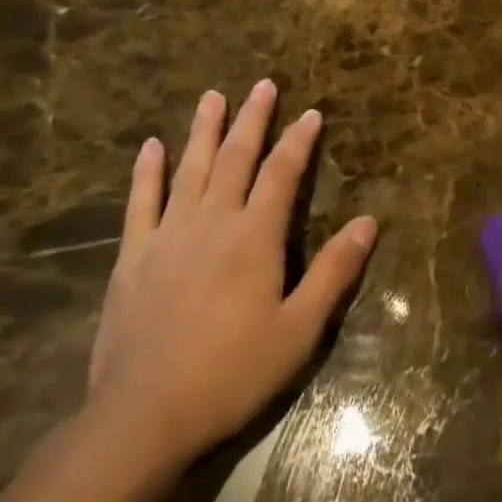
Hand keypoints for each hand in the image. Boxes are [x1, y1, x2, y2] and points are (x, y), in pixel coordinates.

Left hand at [87, 82, 375, 473]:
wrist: (144, 416)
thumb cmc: (233, 373)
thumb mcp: (300, 329)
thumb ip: (334, 271)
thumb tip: (369, 222)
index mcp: (255, 238)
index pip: (281, 175)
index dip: (298, 142)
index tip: (311, 113)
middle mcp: (211, 223)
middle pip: (236, 159)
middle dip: (252, 120)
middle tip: (262, 85)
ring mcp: (166, 237)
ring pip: (189, 169)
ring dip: (203, 131)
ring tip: (212, 96)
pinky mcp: (132, 258)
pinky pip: (141, 202)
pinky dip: (147, 172)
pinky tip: (151, 147)